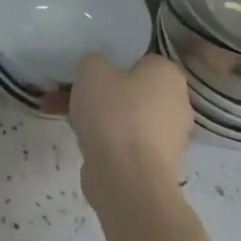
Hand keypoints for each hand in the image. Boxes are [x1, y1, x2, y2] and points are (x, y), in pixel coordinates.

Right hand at [44, 53, 192, 208]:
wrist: (127, 180)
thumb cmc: (114, 114)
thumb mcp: (91, 71)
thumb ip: (94, 63)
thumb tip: (98, 72)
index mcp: (168, 74)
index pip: (139, 60)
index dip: (111, 65)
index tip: (89, 75)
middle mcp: (177, 103)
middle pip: (131, 91)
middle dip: (99, 94)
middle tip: (70, 96)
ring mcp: (169, 137)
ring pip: (126, 118)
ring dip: (98, 118)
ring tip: (64, 119)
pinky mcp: (157, 165)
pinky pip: (127, 143)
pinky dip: (106, 142)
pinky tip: (80, 143)